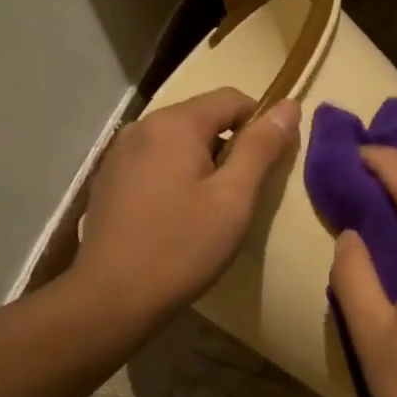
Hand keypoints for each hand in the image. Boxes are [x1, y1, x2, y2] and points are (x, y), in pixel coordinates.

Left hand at [74, 88, 297, 323]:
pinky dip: (175, 178)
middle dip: (229, 147)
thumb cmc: (182, 247)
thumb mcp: (234, 199)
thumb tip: (288, 105)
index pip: (231, 99)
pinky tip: (176, 217)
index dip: (260, 123)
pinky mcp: (108, 181)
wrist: (112, 297)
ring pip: (177, 143)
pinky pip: (154, 164)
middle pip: (202, 119)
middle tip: (242, 196)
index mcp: (174, 124)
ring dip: (202, 164)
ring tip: (210, 210)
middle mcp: (141, 126)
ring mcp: (119, 154)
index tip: (270, 165)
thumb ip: (261, 148)